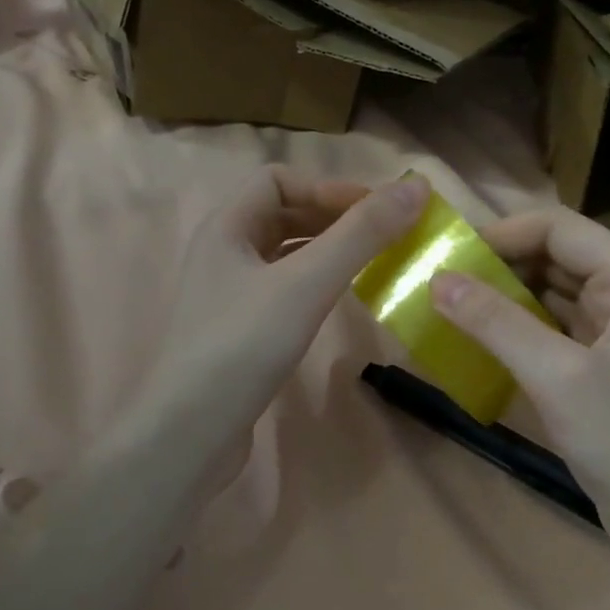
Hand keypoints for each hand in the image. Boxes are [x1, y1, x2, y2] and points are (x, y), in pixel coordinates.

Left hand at [135, 166, 430, 481]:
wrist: (192, 430)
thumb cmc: (244, 346)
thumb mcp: (307, 283)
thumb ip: (361, 235)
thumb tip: (417, 187)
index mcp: (226, 226)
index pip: (279, 179)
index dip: (328, 187)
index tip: (376, 211)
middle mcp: (222, 253)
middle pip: (282, 214)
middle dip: (332, 217)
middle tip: (382, 236)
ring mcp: (227, 295)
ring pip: (283, 256)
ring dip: (325, 251)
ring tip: (369, 264)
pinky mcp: (237, 333)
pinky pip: (281, 291)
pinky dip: (313, 285)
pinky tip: (336, 303)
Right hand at [430, 206, 609, 550]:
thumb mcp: (558, 377)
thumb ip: (497, 323)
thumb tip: (437, 279)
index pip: (561, 230)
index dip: (503, 234)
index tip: (449, 255)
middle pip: (556, 259)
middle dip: (499, 266)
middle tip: (440, 284)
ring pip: (551, 297)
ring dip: (504, 300)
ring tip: (450, 309)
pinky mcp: (601, 371)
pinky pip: (553, 334)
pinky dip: (517, 333)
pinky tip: (480, 344)